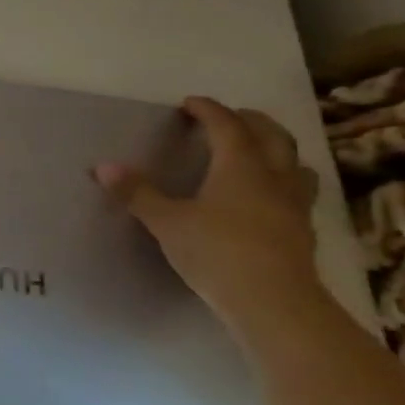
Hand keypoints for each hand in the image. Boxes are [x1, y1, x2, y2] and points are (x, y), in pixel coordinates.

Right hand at [95, 96, 322, 322]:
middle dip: (250, 121)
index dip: (209, 110)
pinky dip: (283, 181)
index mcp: (241, 166)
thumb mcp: (166, 222)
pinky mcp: (302, 230)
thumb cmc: (216, 252)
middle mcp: (274, 177)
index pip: (227, 126)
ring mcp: (294, 204)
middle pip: (272, 136)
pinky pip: (298, 191)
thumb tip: (103, 166)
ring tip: (260, 152)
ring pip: (295, 163)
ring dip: (277, 150)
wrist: (273, 301)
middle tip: (230, 117)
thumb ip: (138, 193)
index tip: (191, 103)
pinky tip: (270, 197)